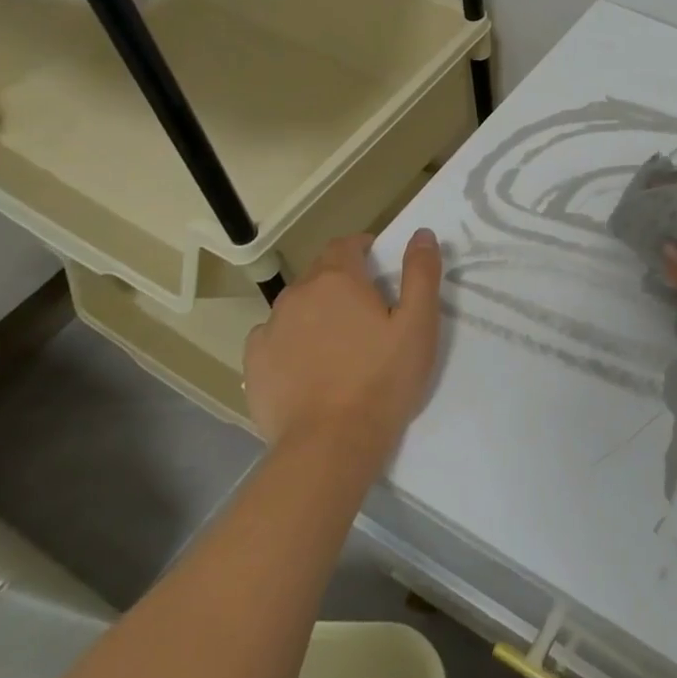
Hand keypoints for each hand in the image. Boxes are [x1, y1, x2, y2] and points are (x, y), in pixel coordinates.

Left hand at [243, 228, 442, 460]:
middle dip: (342, 282)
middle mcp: (297, 294)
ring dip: (317, 312)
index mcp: (337, 279)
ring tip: (340, 344)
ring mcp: (270, 328)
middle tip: (368, 312)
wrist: (330, 444)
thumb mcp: (418, 324)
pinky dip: (292, 341)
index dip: (364, 249)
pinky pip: (274, 338)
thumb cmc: (383, 379)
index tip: (380, 267)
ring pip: (296, 306)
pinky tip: (309, 366)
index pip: (346, 244)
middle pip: (320, 273)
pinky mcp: (254, 363)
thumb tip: (422, 233)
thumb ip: (421, 273)